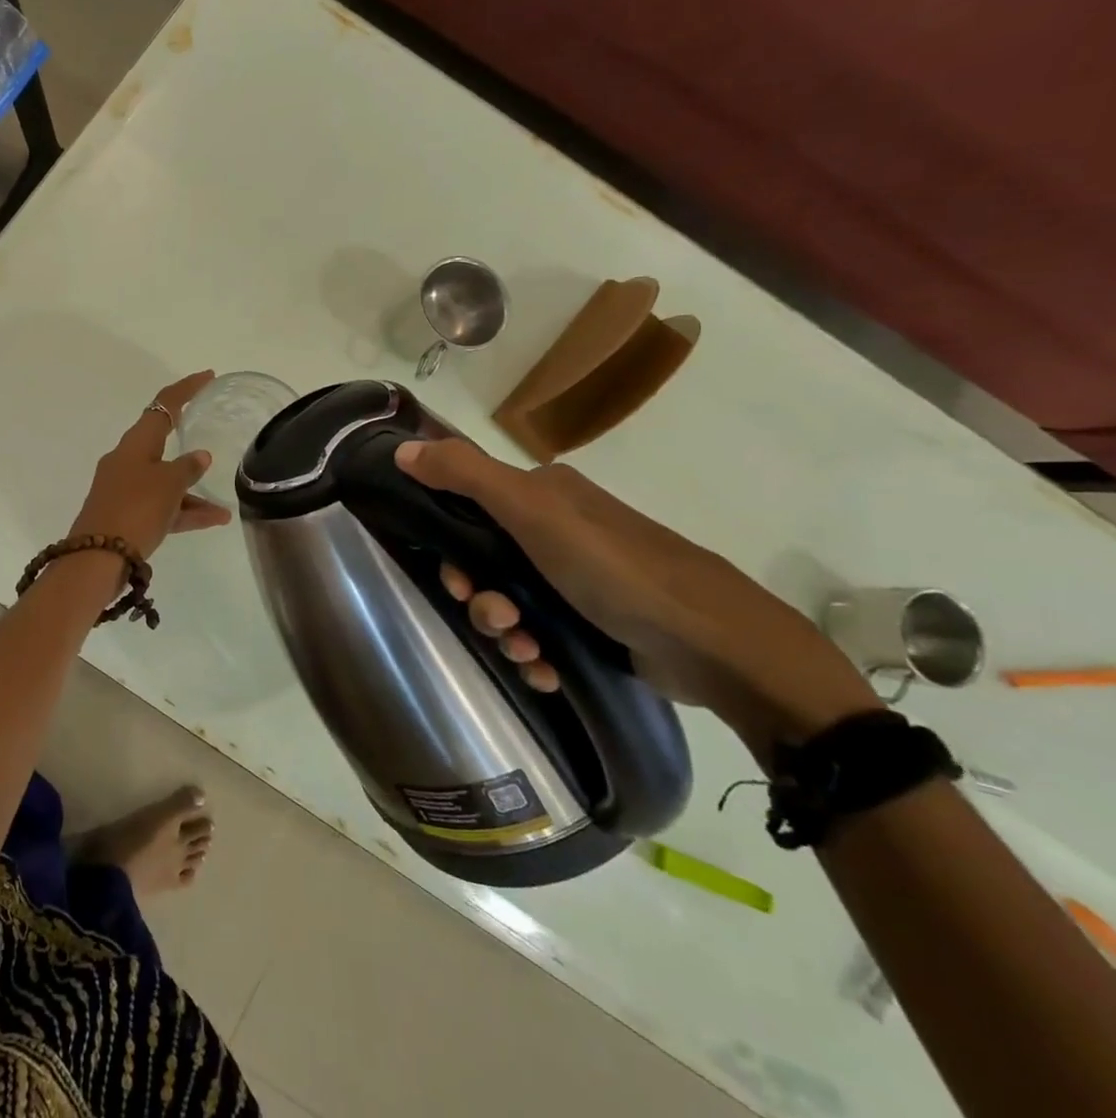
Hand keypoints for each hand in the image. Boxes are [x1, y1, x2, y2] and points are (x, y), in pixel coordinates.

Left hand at [67, 371, 231, 559]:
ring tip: (223, 508)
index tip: (208, 376)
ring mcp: (125, 489)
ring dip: (192, 490)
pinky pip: (161, 506)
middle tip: (211, 426)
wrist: (97, 559)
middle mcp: (127, 461)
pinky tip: (214, 521)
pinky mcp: (125, 515)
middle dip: (187, 438)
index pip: (163, 405)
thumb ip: (187, 468)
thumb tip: (199, 457)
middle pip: (161, 441)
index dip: (186, 389)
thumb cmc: (135, 509)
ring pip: (165, 480)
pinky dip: (184, 511)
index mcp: (135, 444)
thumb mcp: (168, 485)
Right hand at [394, 438, 879, 751]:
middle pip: (486, 561)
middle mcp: (558, 530)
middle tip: (496, 621)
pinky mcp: (597, 623)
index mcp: (544, 495)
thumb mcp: (533, 512)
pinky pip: (542, 635)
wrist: (718, 647)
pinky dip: (534, 654)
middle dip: (480, 598)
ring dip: (505, 632)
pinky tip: (544, 670)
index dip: (451, 545)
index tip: (456, 580)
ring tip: (526, 653)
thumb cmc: (616, 568)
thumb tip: (400, 449)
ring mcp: (580, 579)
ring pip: (511, 603)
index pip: (469, 508)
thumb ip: (465, 476)